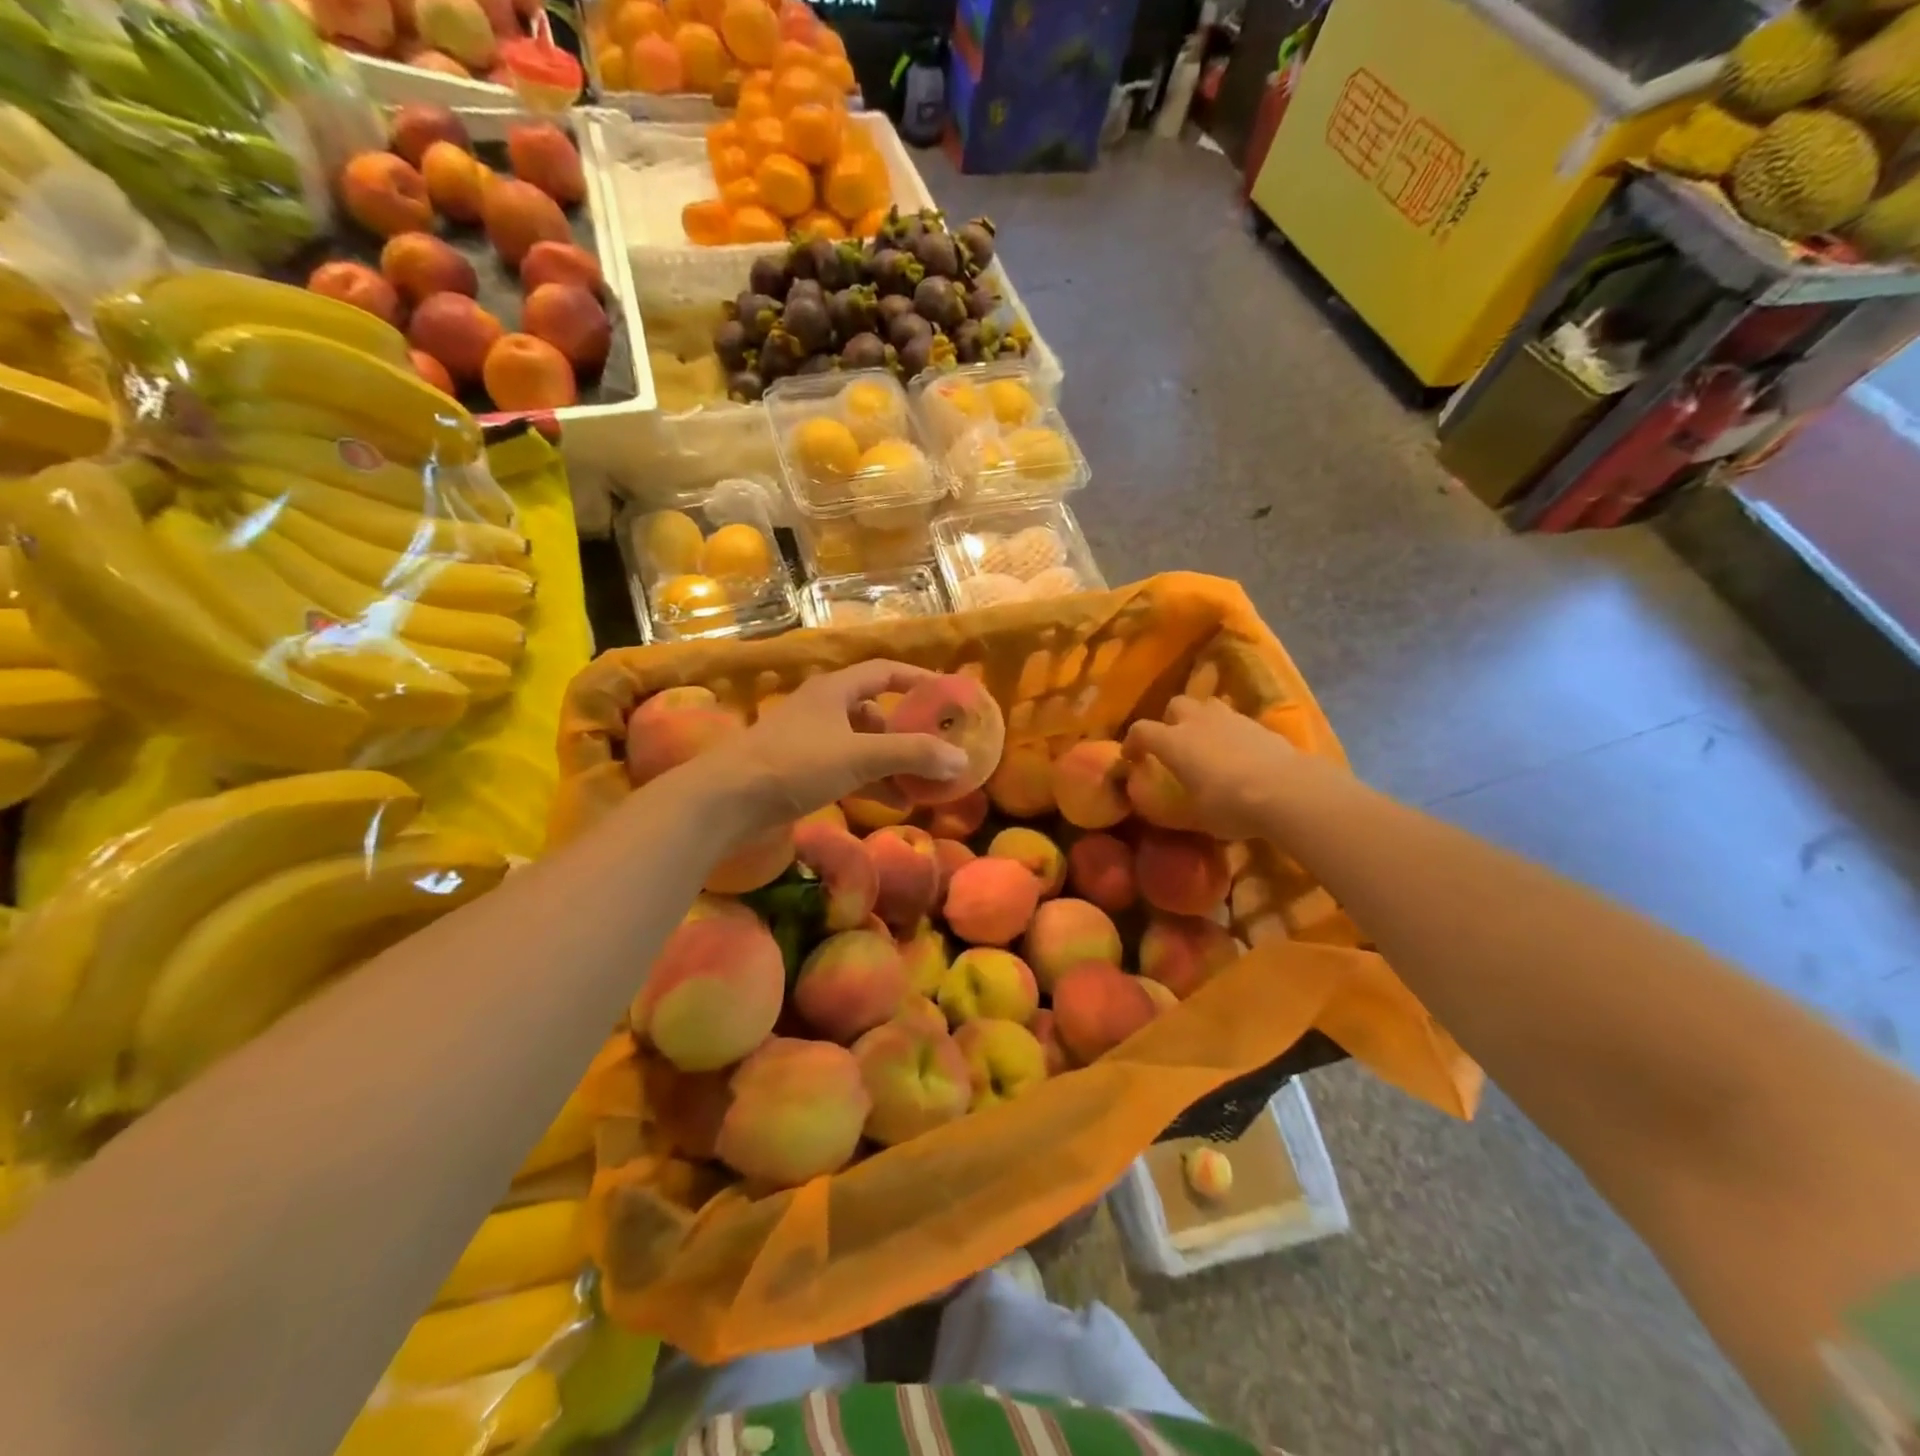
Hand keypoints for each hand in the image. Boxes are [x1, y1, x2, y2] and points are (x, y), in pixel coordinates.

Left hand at [696, 661, 968, 829]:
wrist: (727, 801)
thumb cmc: (794, 764)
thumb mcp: (859, 756)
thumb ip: (911, 755)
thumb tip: (962, 759)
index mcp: (835, 691)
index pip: (885, 672)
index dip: (918, 680)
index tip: (947, 696)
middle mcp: (823, 709)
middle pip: (875, 711)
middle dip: (907, 730)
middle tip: (937, 747)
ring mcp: (809, 742)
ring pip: (862, 745)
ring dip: (892, 762)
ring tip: (923, 783)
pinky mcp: (800, 772)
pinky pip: (847, 771)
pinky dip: (872, 783)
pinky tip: (893, 804)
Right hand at [1123, 695, 1314, 841]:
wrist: (1287, 791)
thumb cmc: (1231, 805)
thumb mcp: (1197, 816)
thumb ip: (1179, 807)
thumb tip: (1167, 808)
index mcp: (1174, 742)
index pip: (1141, 730)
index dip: (1132, 742)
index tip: (1132, 757)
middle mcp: (1198, 722)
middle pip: (1176, 705)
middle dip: (1170, 720)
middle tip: (1174, 743)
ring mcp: (1231, 718)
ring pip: (1208, 706)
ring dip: (1202, 719)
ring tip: (1207, 742)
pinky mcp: (1260, 724)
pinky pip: (1236, 720)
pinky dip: (1231, 732)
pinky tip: (1239, 753)